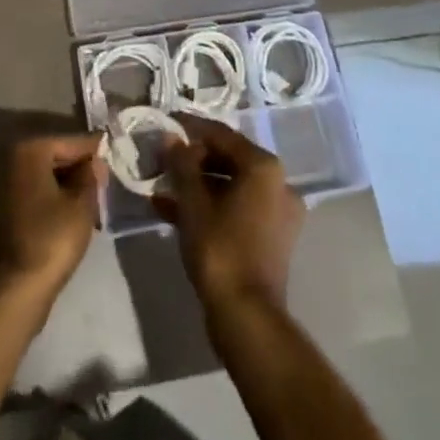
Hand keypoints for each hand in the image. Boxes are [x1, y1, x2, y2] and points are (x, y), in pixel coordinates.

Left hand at [0, 132, 105, 297]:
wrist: (15, 289)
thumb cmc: (51, 239)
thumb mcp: (81, 205)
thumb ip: (91, 176)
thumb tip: (95, 161)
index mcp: (30, 151)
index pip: (71, 142)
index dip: (94, 148)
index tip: (113, 150)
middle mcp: (13, 161)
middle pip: (57, 156)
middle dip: (81, 168)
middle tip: (106, 179)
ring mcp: (6, 186)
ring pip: (47, 176)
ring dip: (70, 185)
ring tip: (94, 198)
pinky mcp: (6, 210)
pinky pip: (38, 193)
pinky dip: (56, 198)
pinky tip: (74, 213)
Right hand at [156, 113, 303, 312]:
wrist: (246, 317)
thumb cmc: (220, 248)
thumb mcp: (193, 201)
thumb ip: (181, 164)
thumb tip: (170, 138)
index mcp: (264, 167)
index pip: (222, 135)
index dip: (190, 128)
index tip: (166, 123)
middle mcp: (278, 183)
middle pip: (228, 159)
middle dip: (192, 160)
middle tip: (161, 158)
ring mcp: (277, 213)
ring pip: (230, 186)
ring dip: (196, 185)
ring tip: (161, 186)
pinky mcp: (270, 238)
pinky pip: (235, 209)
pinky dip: (209, 207)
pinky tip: (172, 211)